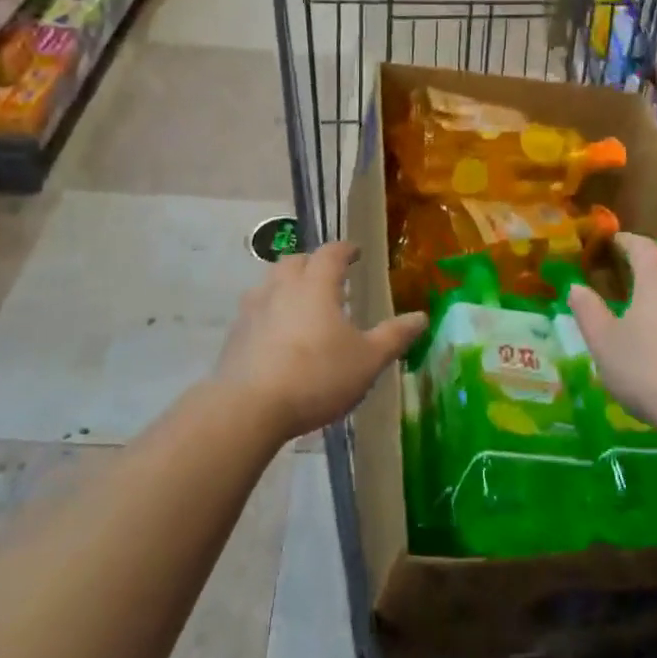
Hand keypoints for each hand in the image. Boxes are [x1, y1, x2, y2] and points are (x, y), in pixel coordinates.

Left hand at [217, 241, 427, 441]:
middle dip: (313, 263)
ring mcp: (253, 308)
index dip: (345, 249)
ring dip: (287, 284)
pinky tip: (277, 334)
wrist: (248, 408)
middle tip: (329, 277)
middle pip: (295, 261)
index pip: (331, 253)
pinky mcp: (235, 334)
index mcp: (316, 285)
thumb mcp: (367, 360)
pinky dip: (269, 311)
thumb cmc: (316, 376)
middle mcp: (282, 287)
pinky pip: (255, 309)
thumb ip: (394, 336)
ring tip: (302, 303)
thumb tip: (421, 317)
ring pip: (270, 282)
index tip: (356, 252)